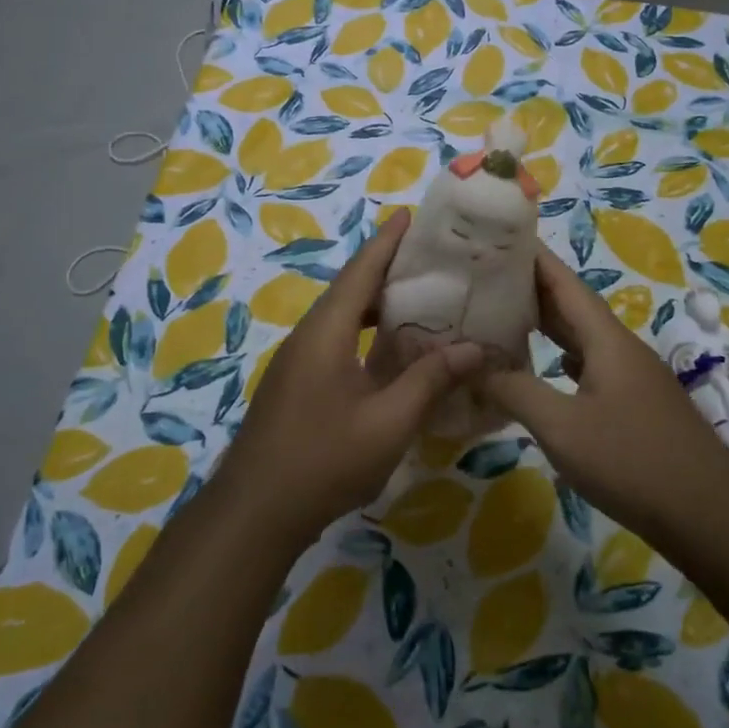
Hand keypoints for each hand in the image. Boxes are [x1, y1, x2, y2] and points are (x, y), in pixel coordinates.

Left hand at [214, 210, 482, 547]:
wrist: (254, 513)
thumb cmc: (323, 460)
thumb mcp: (388, 422)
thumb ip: (430, 380)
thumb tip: (475, 348)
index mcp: (327, 332)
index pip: (361, 271)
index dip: (386, 242)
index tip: (409, 214)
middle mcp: (309, 336)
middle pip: (351, 289)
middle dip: (387, 269)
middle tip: (431, 260)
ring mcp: (299, 361)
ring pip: (343, 317)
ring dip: (377, 304)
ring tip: (420, 299)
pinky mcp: (298, 384)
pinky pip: (337, 341)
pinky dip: (367, 332)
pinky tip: (391, 352)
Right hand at [480, 248, 728, 537]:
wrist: (709, 514)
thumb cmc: (632, 461)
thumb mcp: (562, 427)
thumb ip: (516, 391)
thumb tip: (475, 365)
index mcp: (606, 339)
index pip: (564, 283)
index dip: (533, 258)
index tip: (500, 238)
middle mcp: (620, 348)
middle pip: (572, 306)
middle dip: (531, 288)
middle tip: (486, 277)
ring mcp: (631, 377)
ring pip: (581, 337)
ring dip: (546, 324)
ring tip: (504, 316)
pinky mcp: (635, 405)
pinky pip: (589, 365)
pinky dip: (560, 357)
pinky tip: (543, 368)